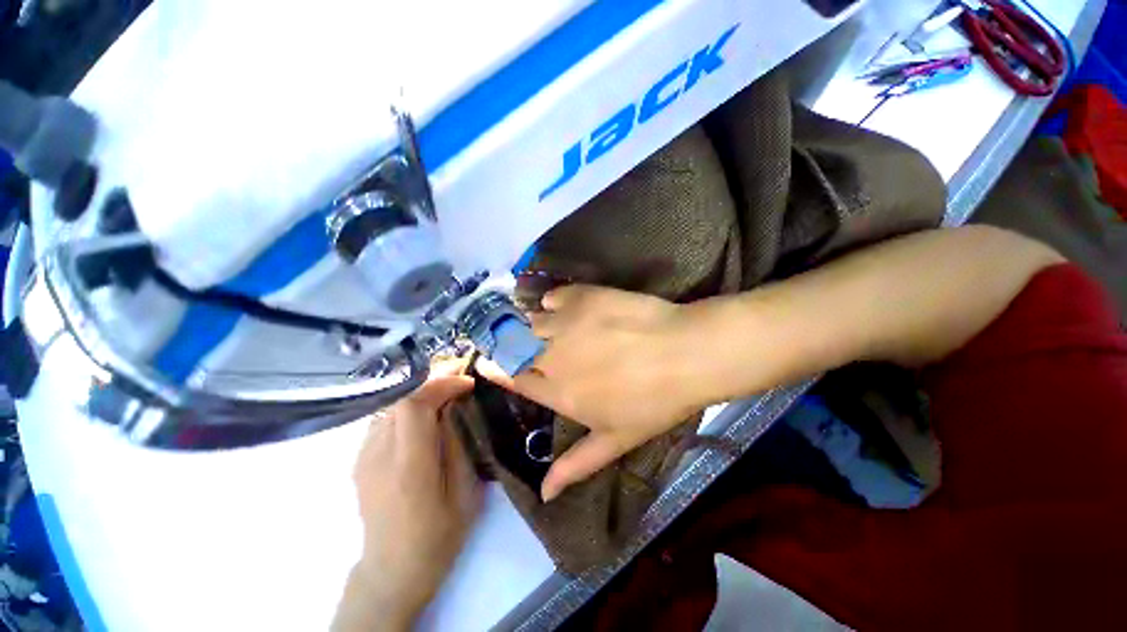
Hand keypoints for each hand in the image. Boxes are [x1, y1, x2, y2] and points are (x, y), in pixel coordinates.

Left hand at [338, 363, 478, 630]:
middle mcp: (378, 455)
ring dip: (421, 393)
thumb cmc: (438, 534)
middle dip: (434, 382)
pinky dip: (408, 408)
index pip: (414, 405)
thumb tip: (455, 407)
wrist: (392, 569)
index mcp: (408, 466)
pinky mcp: (359, 459)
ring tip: (446, 395)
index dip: (442, 385)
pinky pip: (385, 418)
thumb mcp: (464, 491)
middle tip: (460, 383)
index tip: (467, 383)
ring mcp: (363, 456)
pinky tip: (424, 417)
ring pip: (391, 404)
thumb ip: (458, 444)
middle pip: (401, 397)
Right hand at [484, 285, 706, 501]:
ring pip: (532, 321)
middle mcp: (552, 357)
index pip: (514, 380)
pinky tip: (566, 305)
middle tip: (518, 338)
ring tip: (546, 322)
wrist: (685, 353)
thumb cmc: (655, 401)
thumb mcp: (617, 439)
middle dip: (509, 344)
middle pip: (516, 347)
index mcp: (559, 393)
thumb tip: (544, 494)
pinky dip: (555, 301)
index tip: (487, 362)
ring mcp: (565, 323)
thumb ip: (577, 464)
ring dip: (533, 323)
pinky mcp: (582, 297)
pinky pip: (554, 296)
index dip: (498, 371)